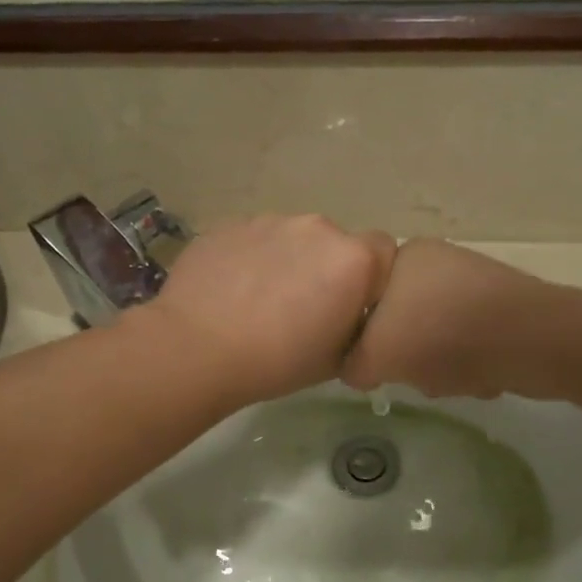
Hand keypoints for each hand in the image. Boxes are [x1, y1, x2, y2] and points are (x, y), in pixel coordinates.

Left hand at [137, 215, 395, 408]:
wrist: (197, 348)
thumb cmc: (277, 361)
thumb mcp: (336, 358)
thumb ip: (354, 326)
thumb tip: (348, 317)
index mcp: (353, 259)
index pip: (384, 251)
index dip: (371, 278)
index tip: (350, 305)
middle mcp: (317, 228)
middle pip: (335, 242)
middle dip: (325, 267)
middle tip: (301, 307)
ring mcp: (270, 220)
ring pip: (292, 238)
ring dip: (287, 260)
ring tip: (259, 299)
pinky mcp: (230, 223)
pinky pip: (254, 239)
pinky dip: (251, 258)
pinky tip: (231, 291)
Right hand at [342, 240, 556, 398]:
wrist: (534, 341)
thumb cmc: (444, 336)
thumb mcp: (377, 355)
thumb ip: (352, 363)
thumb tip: (354, 369)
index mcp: (403, 255)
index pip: (363, 299)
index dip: (364, 336)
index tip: (374, 362)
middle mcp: (437, 261)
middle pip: (399, 323)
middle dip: (408, 358)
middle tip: (416, 374)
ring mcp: (473, 283)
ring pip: (435, 338)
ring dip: (439, 367)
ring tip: (454, 379)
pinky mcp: (503, 308)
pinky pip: (469, 343)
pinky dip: (470, 365)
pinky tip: (482, 378)